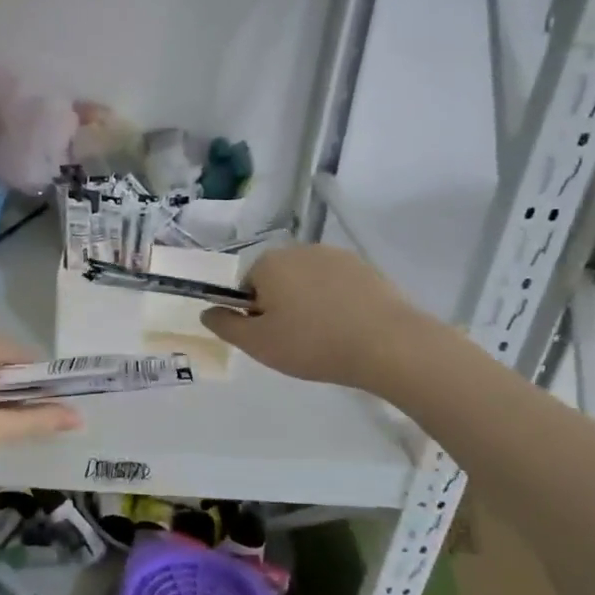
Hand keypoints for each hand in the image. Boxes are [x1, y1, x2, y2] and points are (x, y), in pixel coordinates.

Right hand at [200, 245, 433, 392]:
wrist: (387, 344)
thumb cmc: (312, 343)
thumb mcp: (258, 344)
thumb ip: (226, 325)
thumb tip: (206, 312)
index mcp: (269, 263)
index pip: (246, 286)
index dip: (254, 313)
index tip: (271, 337)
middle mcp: (299, 250)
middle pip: (278, 280)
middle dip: (282, 306)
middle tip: (296, 341)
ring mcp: (336, 256)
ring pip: (308, 282)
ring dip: (310, 303)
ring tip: (326, 337)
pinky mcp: (366, 268)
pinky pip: (338, 285)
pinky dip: (337, 303)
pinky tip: (349, 328)